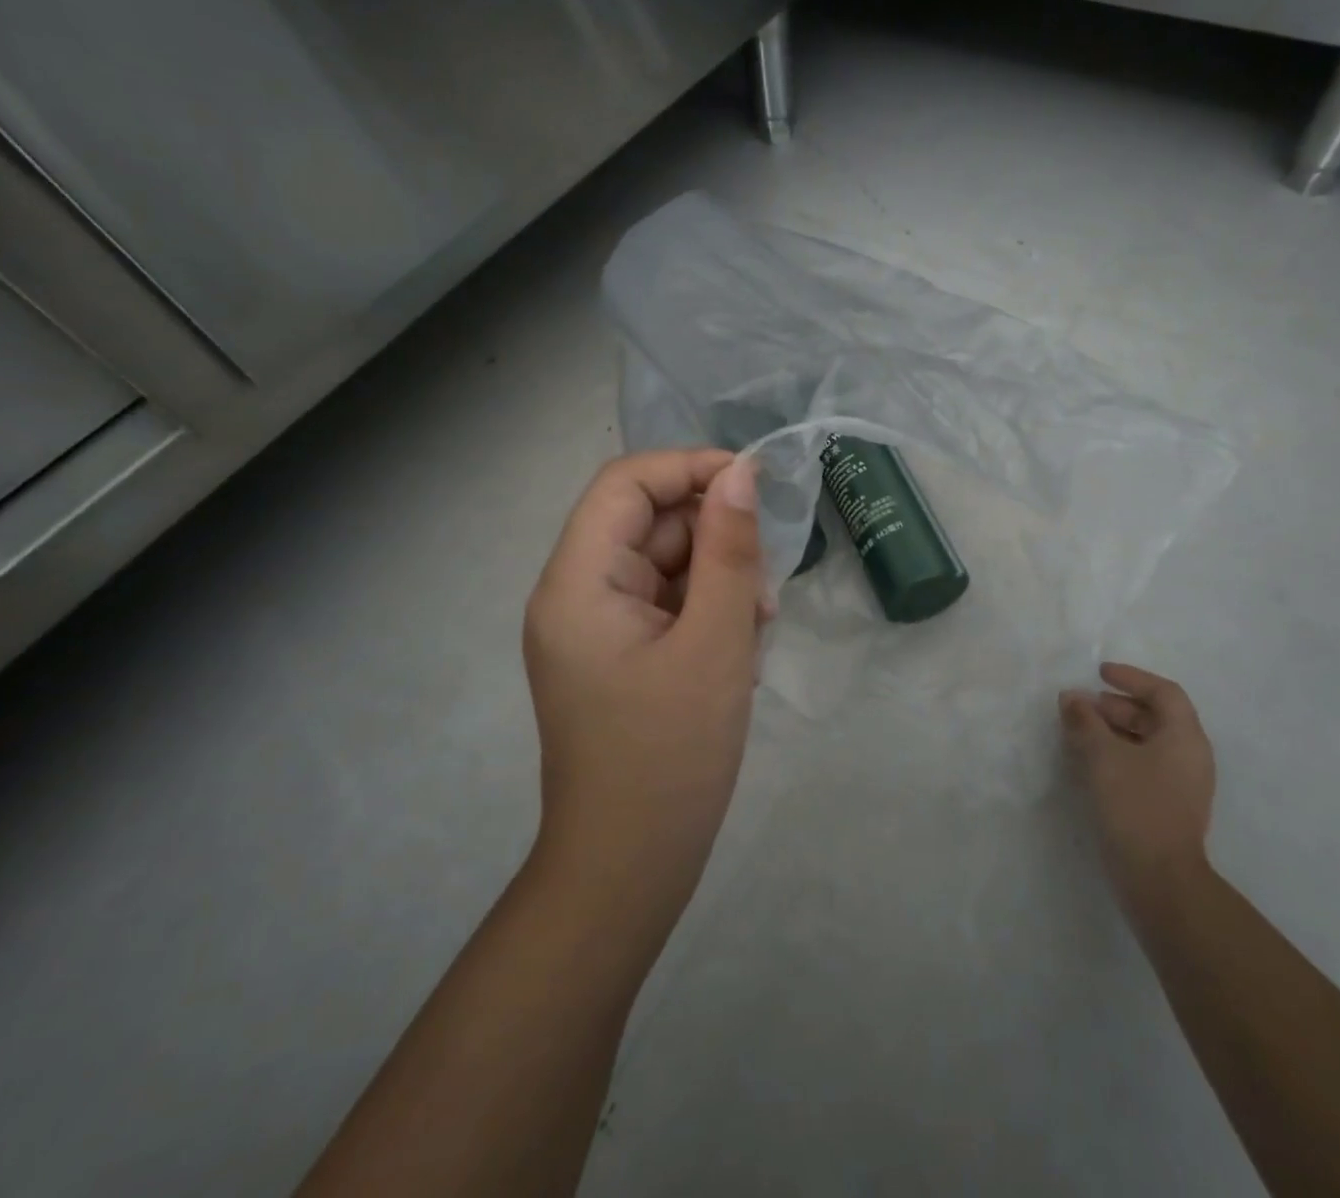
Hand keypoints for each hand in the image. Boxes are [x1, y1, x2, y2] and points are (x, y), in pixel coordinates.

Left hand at [522, 450, 766, 923]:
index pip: (625, 484)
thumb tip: (740, 474)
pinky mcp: (616, 655)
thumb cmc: (671, 756)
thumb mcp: (715, 643)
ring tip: (755, 629)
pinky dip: (705, 613)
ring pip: (662, 564)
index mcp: (577, 582)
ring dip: (716, 581)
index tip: (754, 486)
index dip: (689, 468)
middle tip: (765, 588)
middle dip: (713, 540)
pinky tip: (737, 652)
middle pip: (646, 524)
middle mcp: (574, 594)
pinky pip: (664, 604)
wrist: (629, 870)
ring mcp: (594, 627)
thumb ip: (729, 550)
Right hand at [1060, 662, 1215, 908]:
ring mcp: (1182, 784)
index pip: (1164, 693)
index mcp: (1185, 737)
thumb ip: (1085, 720)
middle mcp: (1190, 756)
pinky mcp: (1168, 806)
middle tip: (1083, 706)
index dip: (1132, 678)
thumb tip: (1071, 697)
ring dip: (1114, 730)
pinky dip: (1118, 754)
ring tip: (1080, 732)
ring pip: (1148, 742)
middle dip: (1117, 706)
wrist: (1159, 879)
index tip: (1100, 673)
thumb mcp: (1103, 755)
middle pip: (1156, 716)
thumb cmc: (1135, 804)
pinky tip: (1090, 762)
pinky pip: (1144, 765)